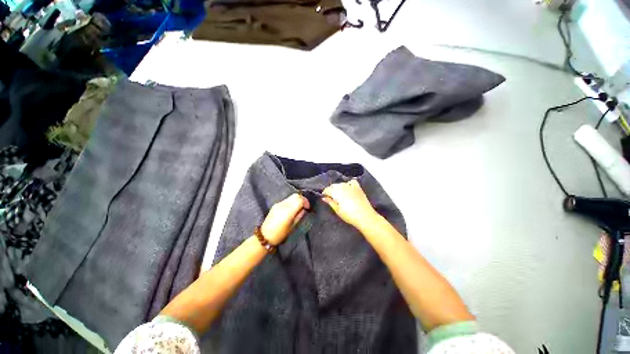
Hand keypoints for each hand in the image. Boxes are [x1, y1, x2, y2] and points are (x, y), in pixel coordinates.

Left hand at [261, 193, 309, 244]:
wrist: (265, 236)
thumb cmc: (280, 234)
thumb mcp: (292, 226)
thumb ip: (299, 216)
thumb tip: (304, 209)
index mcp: (288, 211)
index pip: (299, 200)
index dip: (306, 202)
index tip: (308, 208)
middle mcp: (283, 205)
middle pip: (295, 195)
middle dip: (302, 199)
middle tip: (305, 206)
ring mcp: (278, 204)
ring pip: (291, 197)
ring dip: (296, 200)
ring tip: (298, 208)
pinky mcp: (275, 205)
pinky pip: (286, 200)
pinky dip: (291, 202)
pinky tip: (291, 209)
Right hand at [322, 180, 377, 227]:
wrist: (365, 216)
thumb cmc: (349, 215)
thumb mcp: (337, 210)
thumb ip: (330, 202)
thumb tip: (324, 197)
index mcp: (336, 192)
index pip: (327, 189)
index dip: (324, 193)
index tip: (324, 197)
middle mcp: (343, 187)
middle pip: (334, 185)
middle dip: (331, 190)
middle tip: (331, 197)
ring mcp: (351, 186)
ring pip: (341, 183)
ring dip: (338, 187)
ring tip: (339, 195)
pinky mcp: (358, 187)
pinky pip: (351, 182)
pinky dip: (348, 184)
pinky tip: (348, 188)